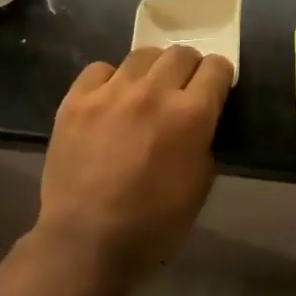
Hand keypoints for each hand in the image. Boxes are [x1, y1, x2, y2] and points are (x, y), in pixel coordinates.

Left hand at [37, 46, 233, 276]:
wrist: (87, 243)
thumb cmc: (155, 223)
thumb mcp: (201, 182)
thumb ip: (204, 139)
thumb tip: (199, 120)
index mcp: (191, 115)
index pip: (217, 68)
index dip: (220, 77)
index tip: (215, 89)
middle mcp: (153, 92)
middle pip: (181, 52)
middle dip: (189, 68)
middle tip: (183, 90)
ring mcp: (111, 93)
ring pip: (142, 55)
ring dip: (152, 70)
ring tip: (146, 91)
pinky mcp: (75, 101)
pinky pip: (100, 69)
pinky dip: (111, 80)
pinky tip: (110, 100)